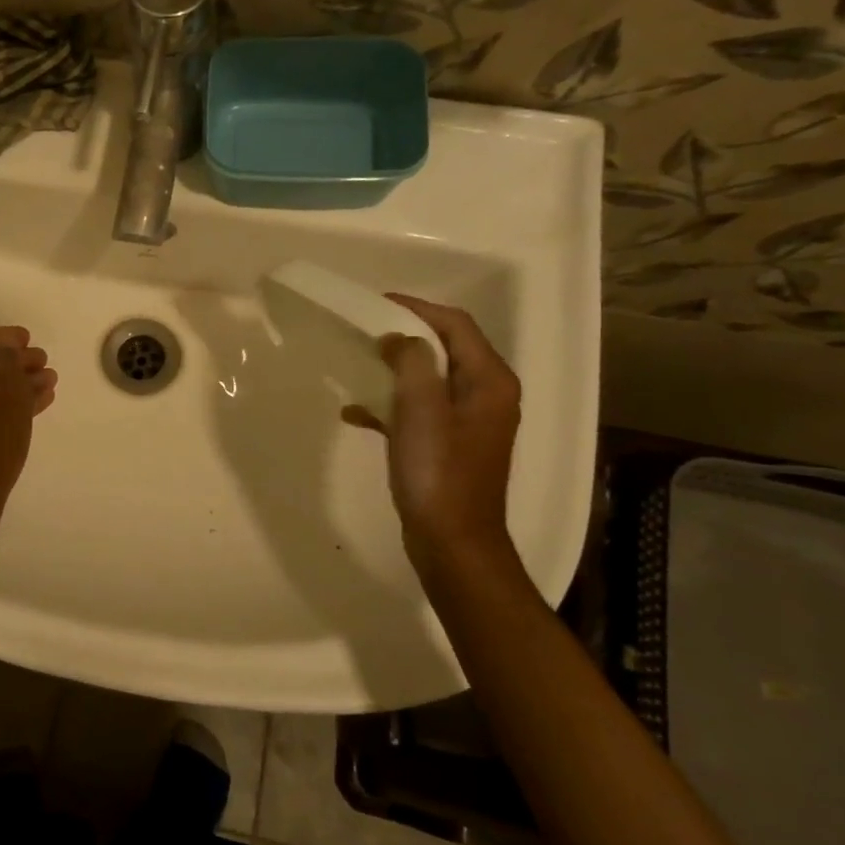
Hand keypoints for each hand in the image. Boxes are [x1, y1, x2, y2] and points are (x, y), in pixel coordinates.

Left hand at [0, 327, 57, 524]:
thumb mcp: (7, 392)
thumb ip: (8, 359)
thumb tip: (3, 349)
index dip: (5, 338)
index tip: (30, 338)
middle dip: (14, 363)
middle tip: (44, 361)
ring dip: (14, 383)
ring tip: (49, 380)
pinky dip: (4, 403)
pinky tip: (37, 401)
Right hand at [342, 296, 520, 569]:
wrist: (452, 542)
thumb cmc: (439, 473)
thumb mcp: (421, 410)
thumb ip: (411, 362)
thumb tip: (398, 338)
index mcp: (489, 381)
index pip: (456, 325)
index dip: (417, 308)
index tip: (376, 302)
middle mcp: (486, 395)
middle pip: (444, 349)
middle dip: (403, 336)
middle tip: (363, 330)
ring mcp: (468, 421)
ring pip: (428, 378)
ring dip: (393, 369)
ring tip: (356, 365)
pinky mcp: (449, 444)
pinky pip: (419, 409)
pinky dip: (391, 405)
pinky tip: (355, 413)